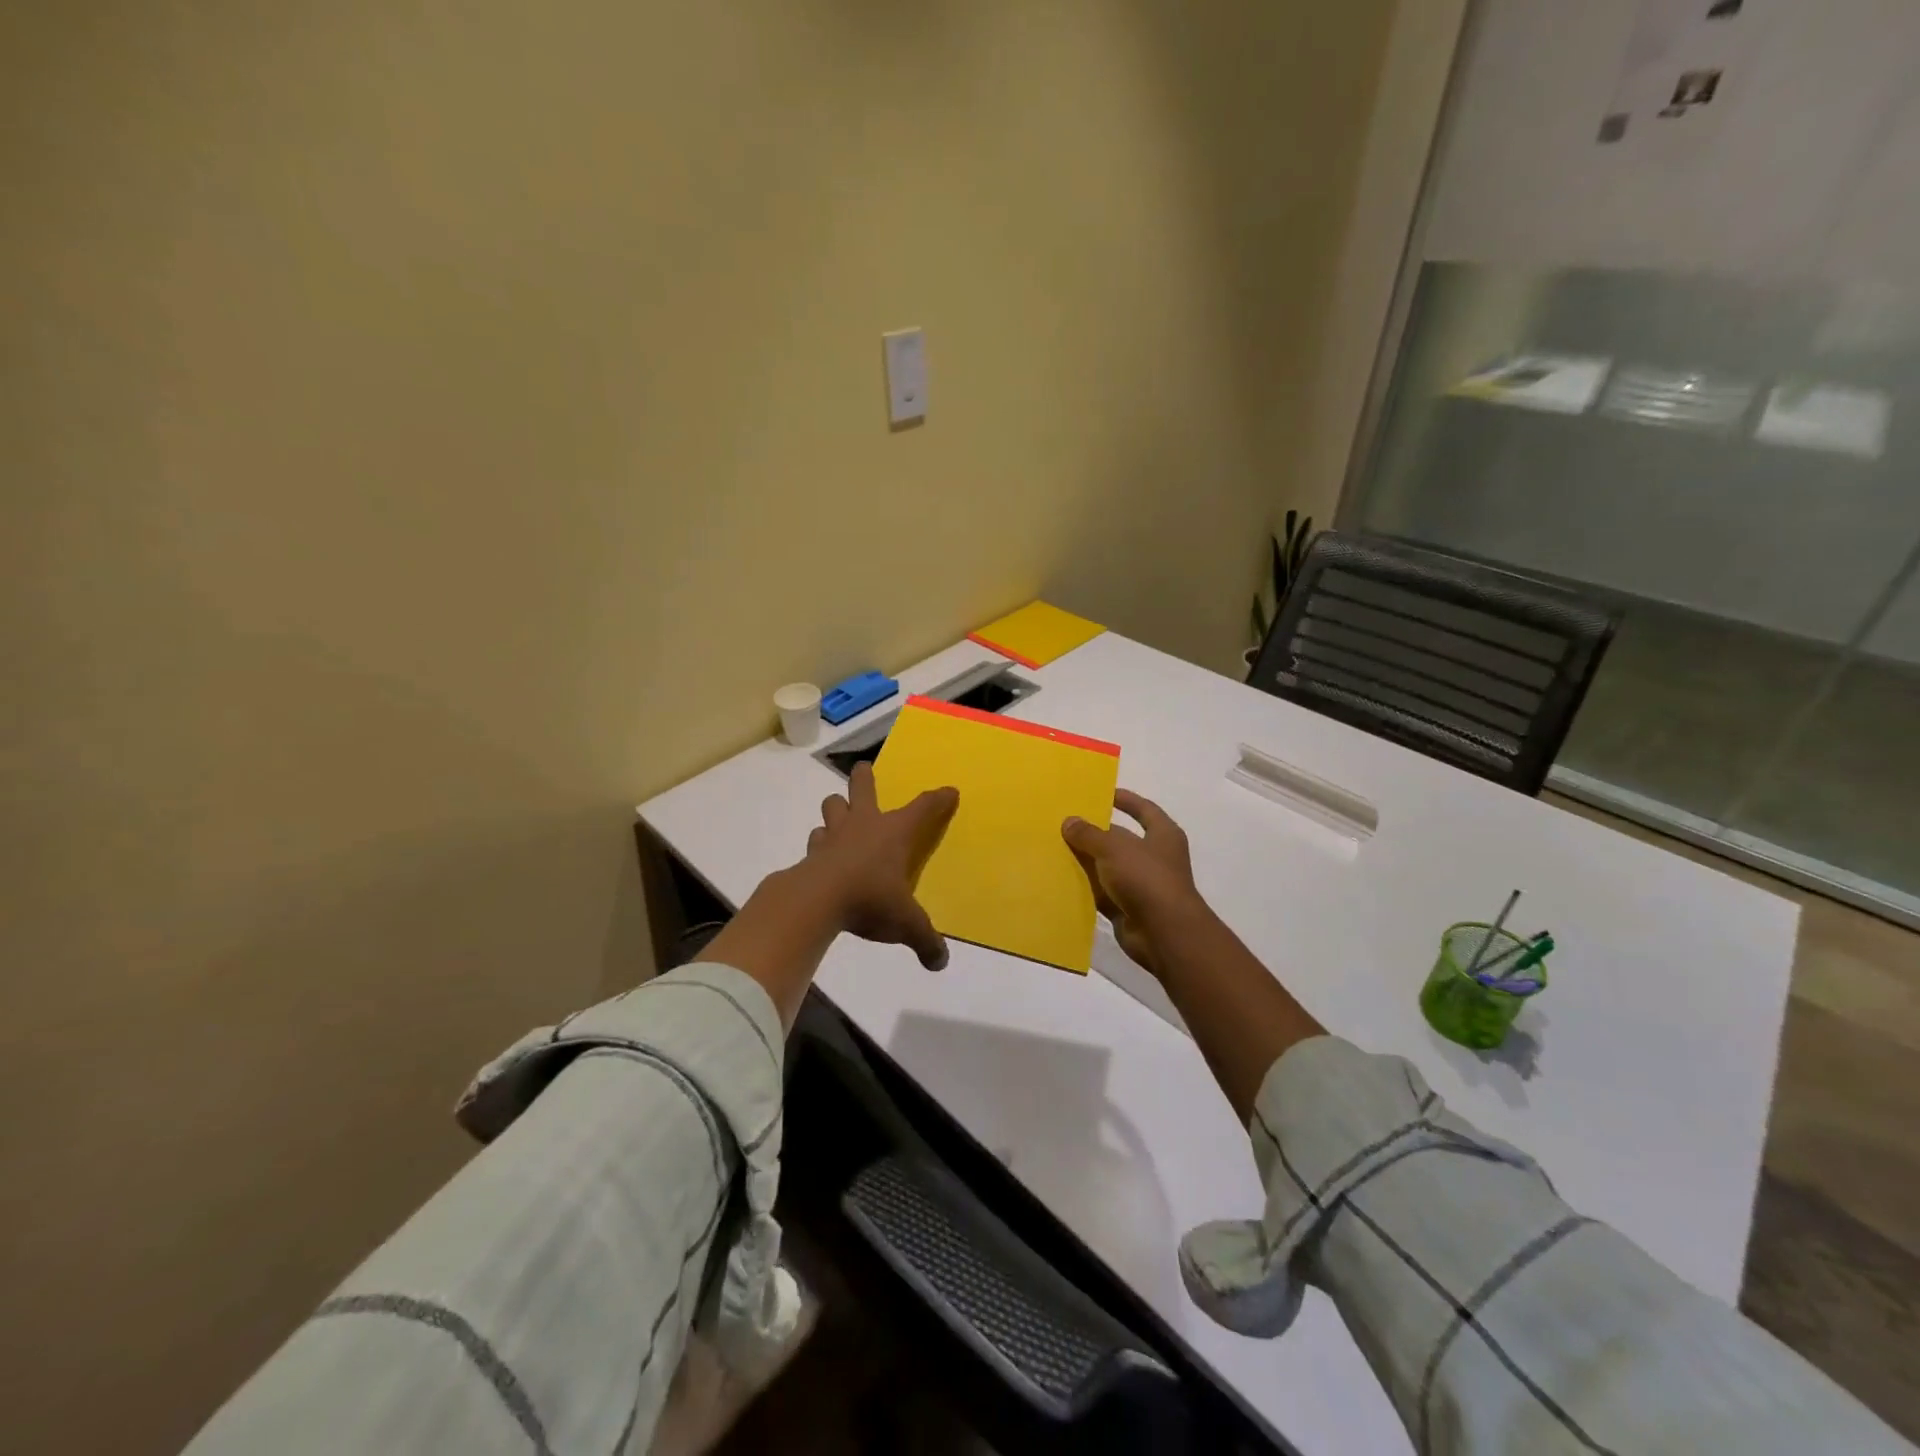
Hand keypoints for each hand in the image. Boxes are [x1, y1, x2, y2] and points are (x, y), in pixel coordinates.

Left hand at [805, 761, 958, 970]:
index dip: (938, 799)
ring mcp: (834, 835)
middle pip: (863, 786)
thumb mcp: (906, 924)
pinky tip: (822, 855)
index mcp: (894, 833)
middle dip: (865, 777)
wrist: (816, 901)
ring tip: (840, 819)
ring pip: (832, 806)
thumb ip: (925, 940)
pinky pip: (816, 838)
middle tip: (864, 771)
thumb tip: (941, 963)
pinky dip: (820, 843)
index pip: (923, 808)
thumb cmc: (870, 899)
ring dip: (837, 809)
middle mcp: (865, 824)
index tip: (949, 791)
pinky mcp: (812, 852)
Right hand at [1062, 789, 1207, 977]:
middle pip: (1121, 839)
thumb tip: (1069, 821)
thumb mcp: (1114, 848)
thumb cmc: (1146, 878)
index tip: (1101, 794)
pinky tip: (1061, 880)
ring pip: (1108, 867)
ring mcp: (1141, 885)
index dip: (1125, 800)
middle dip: (1094, 833)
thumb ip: (1089, 834)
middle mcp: (1154, 857)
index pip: (1144, 809)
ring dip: (1086, 861)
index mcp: (1163, 835)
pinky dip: (1085, 888)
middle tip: (1064, 823)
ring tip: (1054, 849)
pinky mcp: (1127, 908)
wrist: (1164, 933)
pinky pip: (1102, 893)